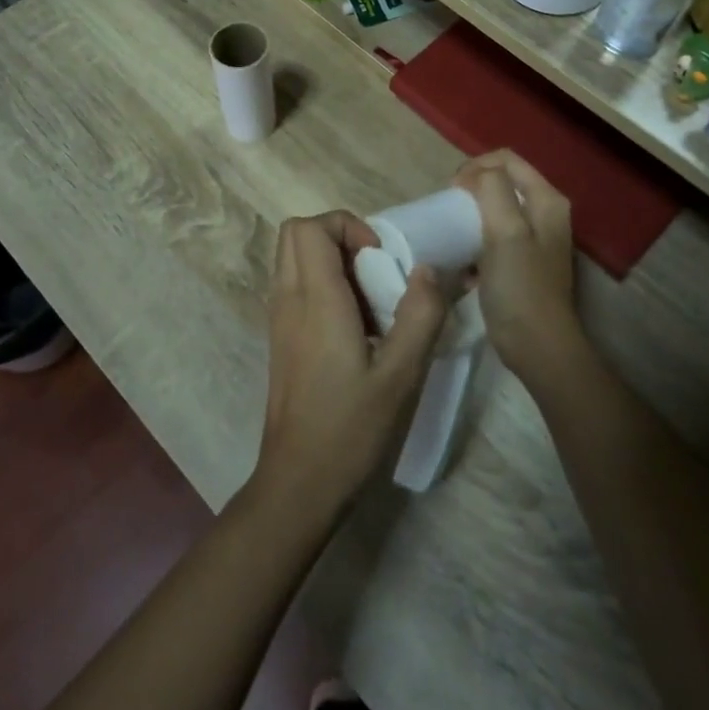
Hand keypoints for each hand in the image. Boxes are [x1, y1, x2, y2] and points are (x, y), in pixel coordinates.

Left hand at [254, 212, 448, 523]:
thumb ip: (421, 314)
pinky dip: (324, 286)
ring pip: (294, 259)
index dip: (347, 226)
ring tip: (371, 302)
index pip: (310, 227)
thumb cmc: (350, 428)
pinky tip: (356, 329)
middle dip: (339, 236)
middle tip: (375, 270)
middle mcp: (289, 300)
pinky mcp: (281, 339)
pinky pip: (296, 287)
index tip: (380, 259)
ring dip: (332, 262)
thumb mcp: (402, 374)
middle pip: (296, 234)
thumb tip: (428, 269)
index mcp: (315, 299)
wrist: (299, 483)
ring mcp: (279, 320)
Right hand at [453, 151, 582, 382]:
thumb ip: (492, 190)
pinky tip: (464, 263)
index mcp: (547, 200)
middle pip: (502, 182)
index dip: (476, 166)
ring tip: (452, 231)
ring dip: (471, 216)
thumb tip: (474, 174)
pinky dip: (476, 242)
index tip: (451, 190)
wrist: (537, 346)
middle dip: (472, 189)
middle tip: (449, 208)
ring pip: (496, 210)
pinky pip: (493, 237)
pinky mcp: (522, 263)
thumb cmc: (521, 286)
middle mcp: (545, 214)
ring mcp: (535, 240)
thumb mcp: (505, 231)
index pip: (506, 160)